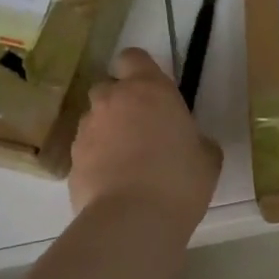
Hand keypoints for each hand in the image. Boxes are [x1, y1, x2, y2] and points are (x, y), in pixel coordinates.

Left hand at [70, 49, 221, 220]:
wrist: (133, 220)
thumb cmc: (180, 180)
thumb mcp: (207, 157)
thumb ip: (196, 139)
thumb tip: (190, 143)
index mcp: (148, 89)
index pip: (132, 57)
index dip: (139, 70)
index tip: (153, 92)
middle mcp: (112, 100)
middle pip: (109, 87)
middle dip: (121, 102)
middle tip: (143, 130)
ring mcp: (86, 130)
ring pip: (94, 120)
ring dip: (108, 132)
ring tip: (128, 163)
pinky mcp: (71, 161)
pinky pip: (86, 151)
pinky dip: (97, 160)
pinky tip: (114, 184)